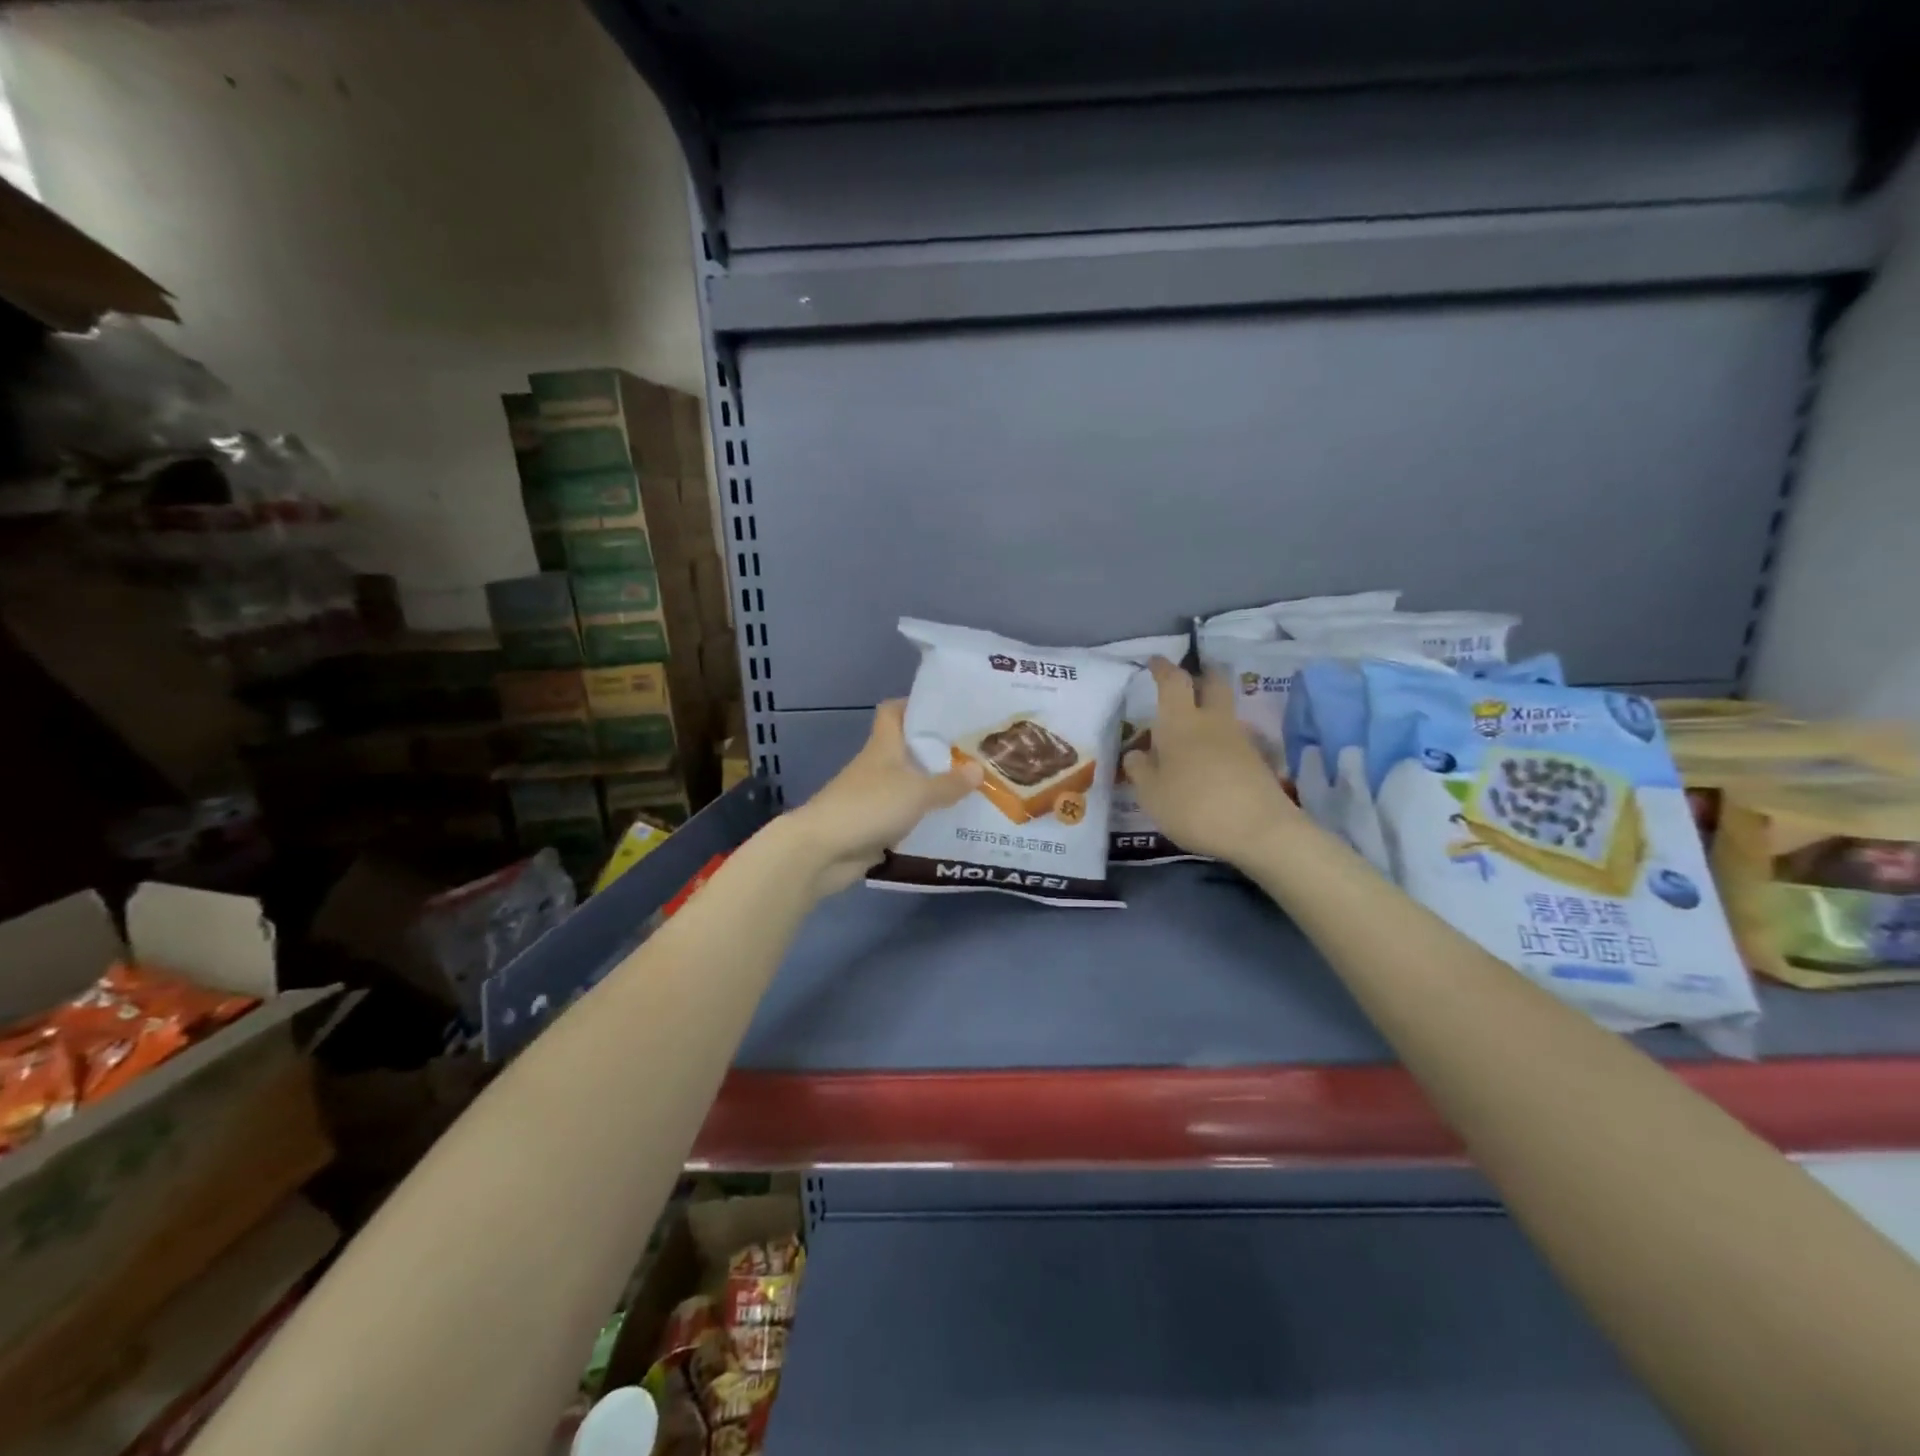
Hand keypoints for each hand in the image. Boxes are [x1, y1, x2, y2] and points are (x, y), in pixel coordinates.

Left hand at [785, 700, 982, 894]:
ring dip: (935, 789)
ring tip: (975, 790)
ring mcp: (874, 797)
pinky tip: (954, 825)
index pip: (893, 711)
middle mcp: (878, 766)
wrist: (823, 850)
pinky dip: (926, 819)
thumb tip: (980, 769)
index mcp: (884, 745)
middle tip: (977, 754)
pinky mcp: (875, 826)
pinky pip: (907, 818)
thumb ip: (949, 783)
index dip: (915, 705)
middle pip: (908, 750)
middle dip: (939, 752)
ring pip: (910, 786)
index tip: (947, 710)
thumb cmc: (869, 806)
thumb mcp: (917, 792)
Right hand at [1123, 658, 1299, 865]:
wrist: (1259, 830)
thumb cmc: (1193, 806)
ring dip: (1209, 712)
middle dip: (1200, 676)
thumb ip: (1140, 770)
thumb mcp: (1151, 794)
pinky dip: (1218, 741)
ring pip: (1223, 712)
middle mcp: (1212, 721)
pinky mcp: (1256, 761)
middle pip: (1212, 683)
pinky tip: (1207, 762)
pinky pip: (1232, 739)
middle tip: (1187, 682)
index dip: (1163, 668)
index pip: (1173, 681)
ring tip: (1190, 733)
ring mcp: (1239, 740)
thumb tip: (1137, 754)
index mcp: (1180, 722)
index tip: (1156, 661)